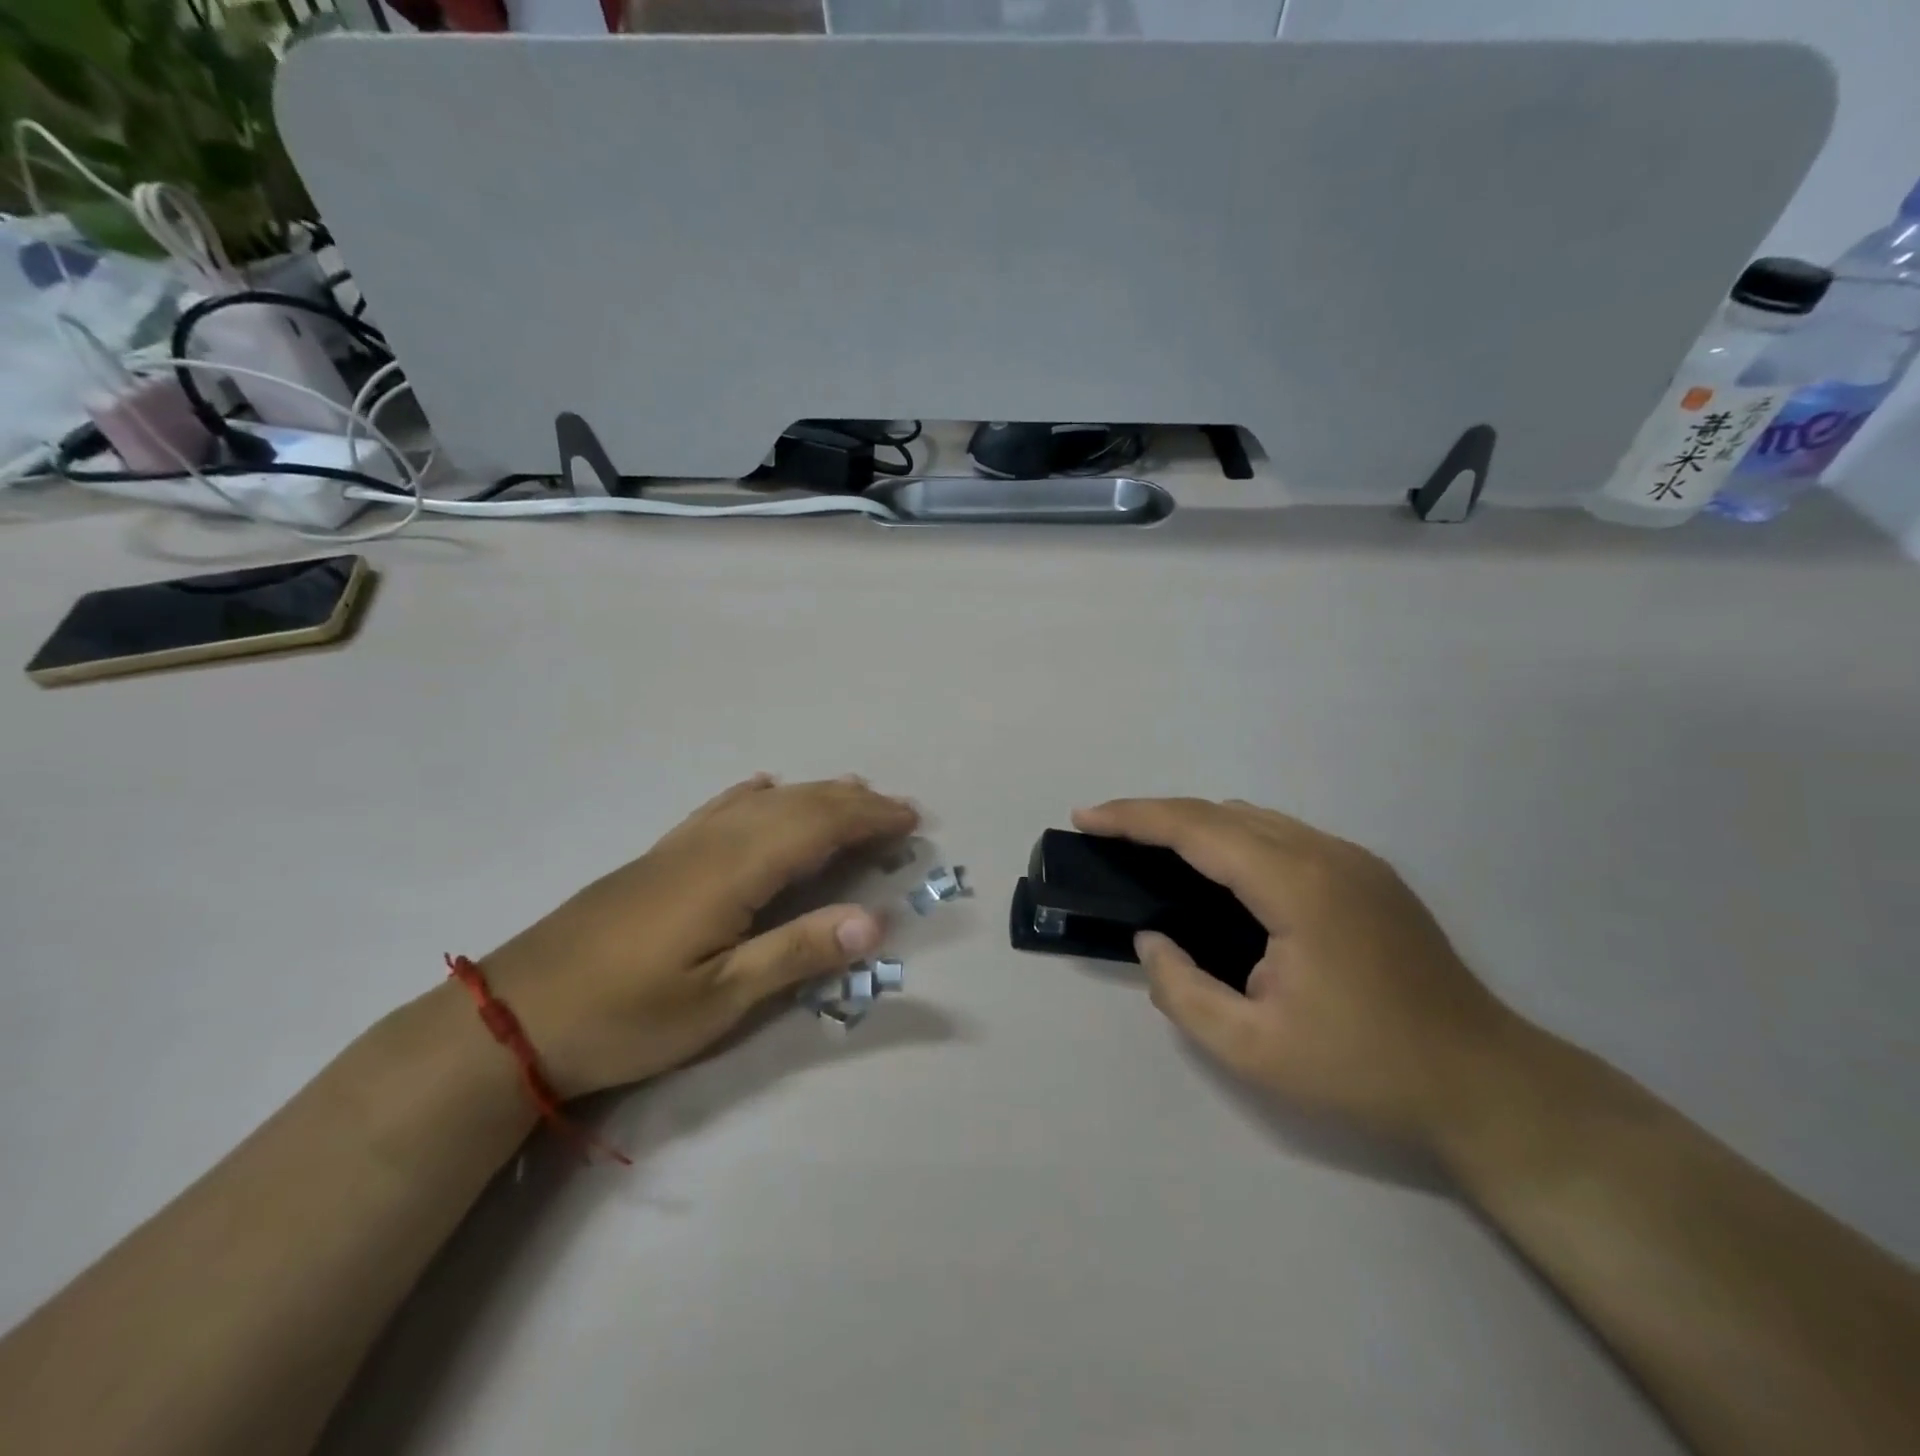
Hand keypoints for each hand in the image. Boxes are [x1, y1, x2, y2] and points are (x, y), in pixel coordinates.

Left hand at [484, 775, 917, 1099]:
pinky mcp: (660, 856)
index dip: (868, 818)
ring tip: (850, 790)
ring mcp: (682, 844)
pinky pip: (718, 807)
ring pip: (761, 802)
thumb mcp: (717, 999)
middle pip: (795, 805)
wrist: (514, 1015)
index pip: (817, 827)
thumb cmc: (625, 1015)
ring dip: (812, 793)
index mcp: (733, 871)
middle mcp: (713, 842)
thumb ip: (797, 952)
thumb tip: (875, 920)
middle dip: (852, 802)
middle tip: (897, 809)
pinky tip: (761, 787)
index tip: (911, 820)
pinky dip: (752, 794)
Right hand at [1072, 797, 1524, 1150]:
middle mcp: (1326, 853)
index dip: (1134, 817)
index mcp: (1298, 886)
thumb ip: (1183, 991)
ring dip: (1195, 824)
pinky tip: (1218, 871)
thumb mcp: (1252, 1050)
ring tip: (1150, 848)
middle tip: (1105, 832)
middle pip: (1222, 812)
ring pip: (1255, 818)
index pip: (1198, 828)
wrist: (1486, 1086)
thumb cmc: (1365, 1070)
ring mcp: (1354, 860)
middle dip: (1156, 814)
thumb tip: (1152, 940)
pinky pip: (1282, 836)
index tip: (1085, 816)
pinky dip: (1233, 838)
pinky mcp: (1368, 875)